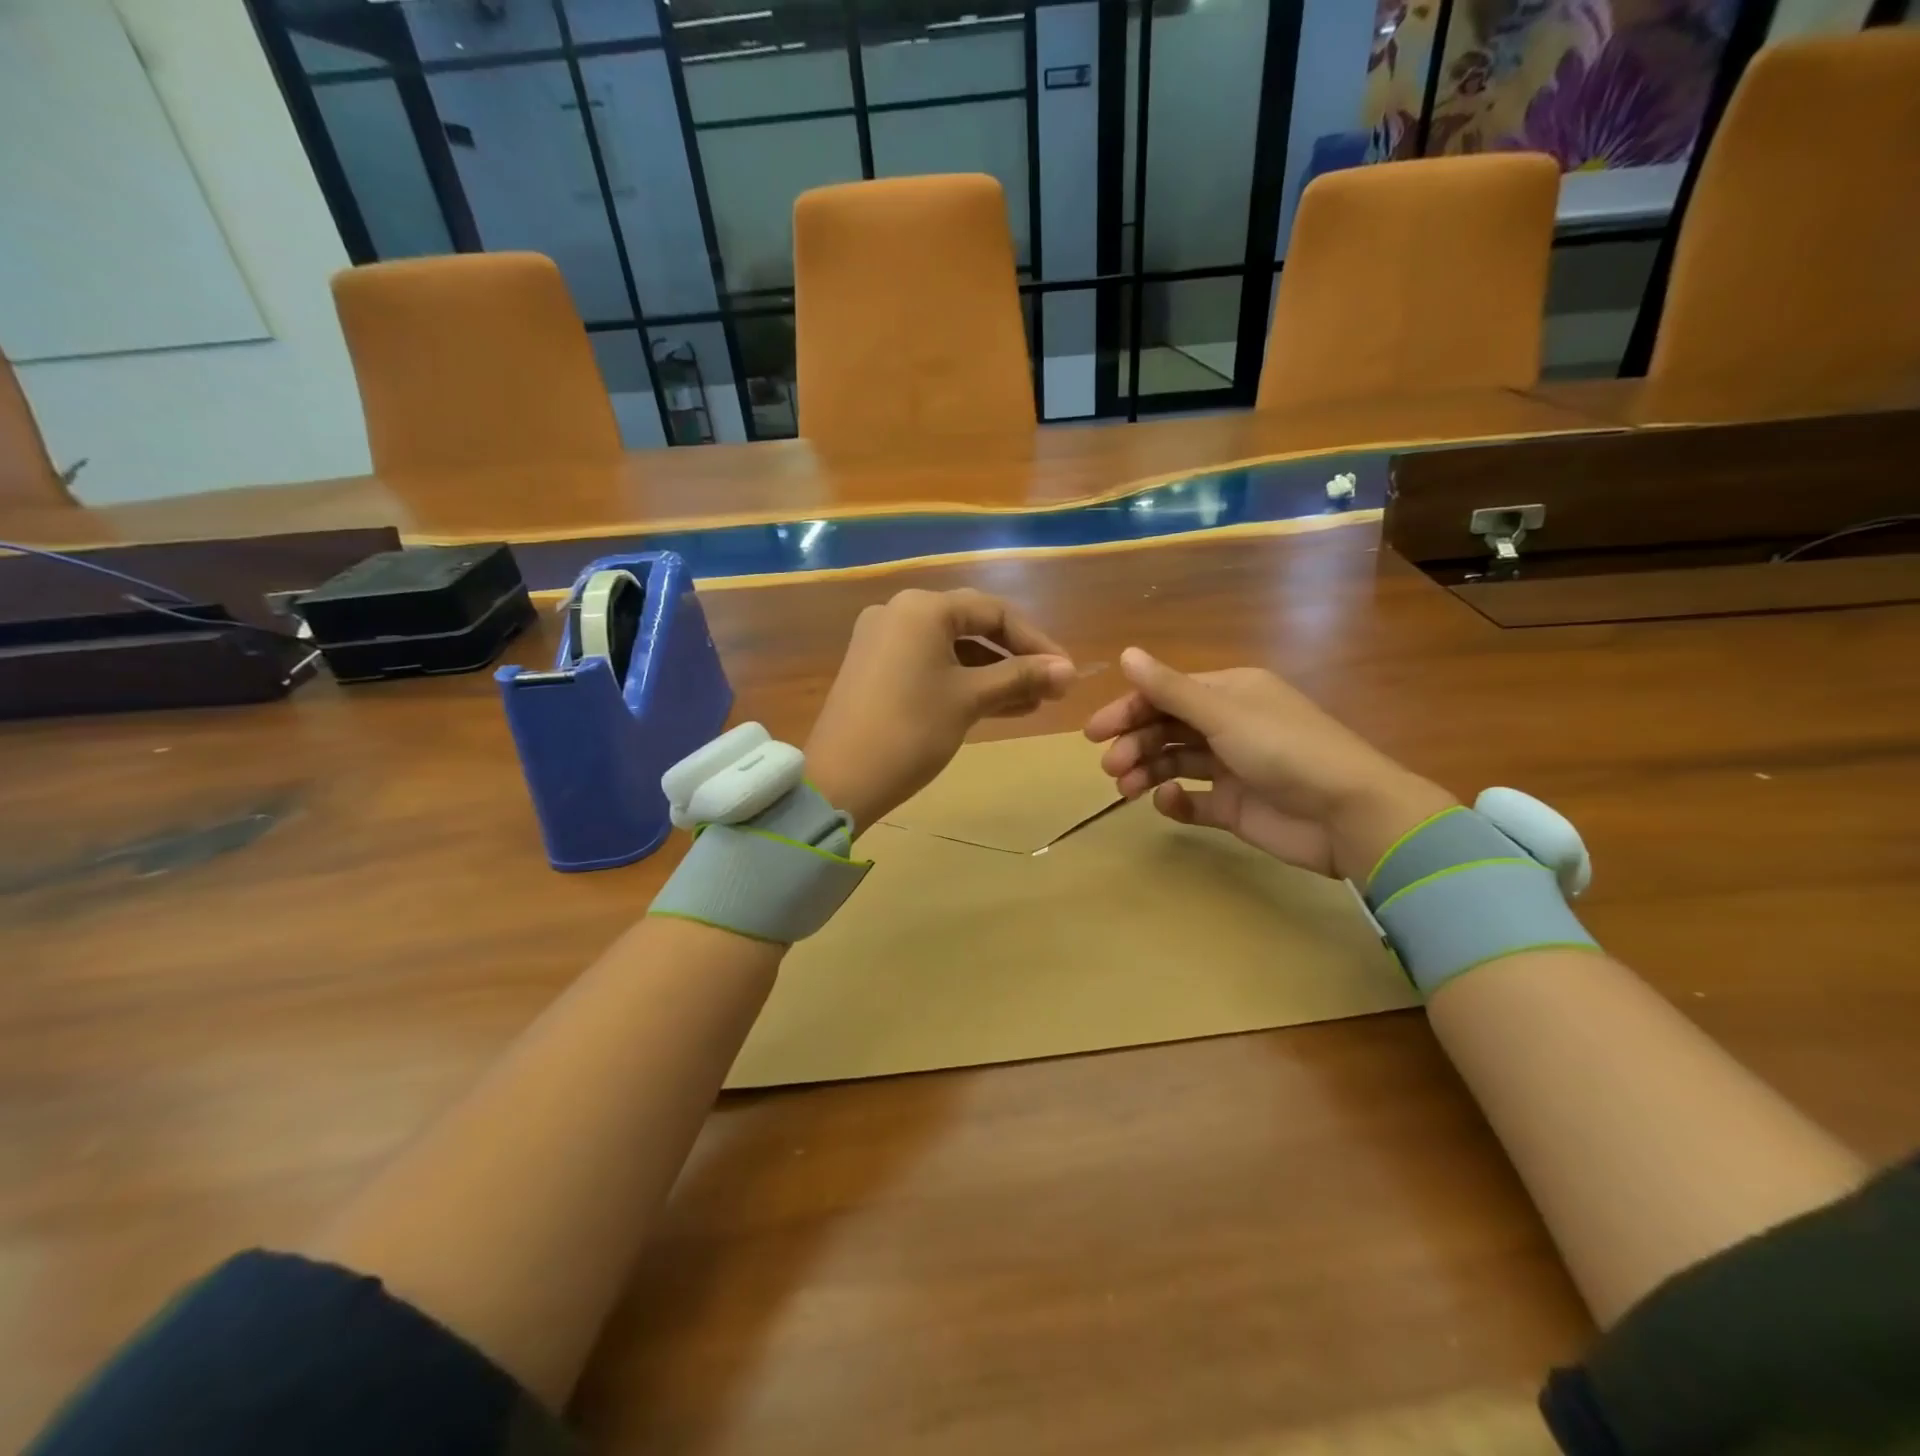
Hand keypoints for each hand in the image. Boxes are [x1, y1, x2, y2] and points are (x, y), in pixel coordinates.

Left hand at [806, 589, 1075, 832]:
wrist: (839, 780)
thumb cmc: (911, 731)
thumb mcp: (969, 700)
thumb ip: (1020, 678)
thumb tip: (1069, 671)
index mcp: (923, 608)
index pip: (994, 612)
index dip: (1036, 642)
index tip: (1066, 673)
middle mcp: (899, 612)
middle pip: (972, 626)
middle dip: (1015, 658)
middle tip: (1051, 688)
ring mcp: (882, 640)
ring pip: (952, 649)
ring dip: (992, 673)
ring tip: (1031, 703)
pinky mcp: (874, 668)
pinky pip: (929, 664)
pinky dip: (962, 681)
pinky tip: (996, 705)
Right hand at [1083, 648, 1457, 883]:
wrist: (1348, 814)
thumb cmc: (1285, 750)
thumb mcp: (1224, 714)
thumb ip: (1170, 689)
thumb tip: (1126, 652)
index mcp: (1229, 693)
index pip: (1166, 695)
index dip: (1128, 710)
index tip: (1094, 733)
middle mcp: (1228, 725)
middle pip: (1166, 729)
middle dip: (1134, 744)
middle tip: (1110, 767)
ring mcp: (1232, 767)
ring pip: (1174, 763)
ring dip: (1146, 772)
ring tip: (1126, 790)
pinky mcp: (1235, 806)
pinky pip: (1193, 800)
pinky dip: (1174, 801)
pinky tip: (1168, 803)